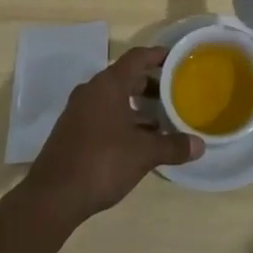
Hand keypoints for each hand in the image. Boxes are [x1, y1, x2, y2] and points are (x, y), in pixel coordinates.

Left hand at [23, 46, 202, 227]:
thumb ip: (172, 146)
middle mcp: (92, 90)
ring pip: (114, 98)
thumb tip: (200, 145)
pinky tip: (137, 140)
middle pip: (126, 77)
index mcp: (109, 84)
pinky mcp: (72, 130)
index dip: (157, 55)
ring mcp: (79, 110)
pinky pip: (103, 114)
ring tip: (161, 120)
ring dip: (136, 105)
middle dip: (150, 84)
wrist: (52, 197)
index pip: (137, 57)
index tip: (176, 59)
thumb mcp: (143, 154)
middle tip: (174, 94)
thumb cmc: (101, 162)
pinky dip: (122, 119)